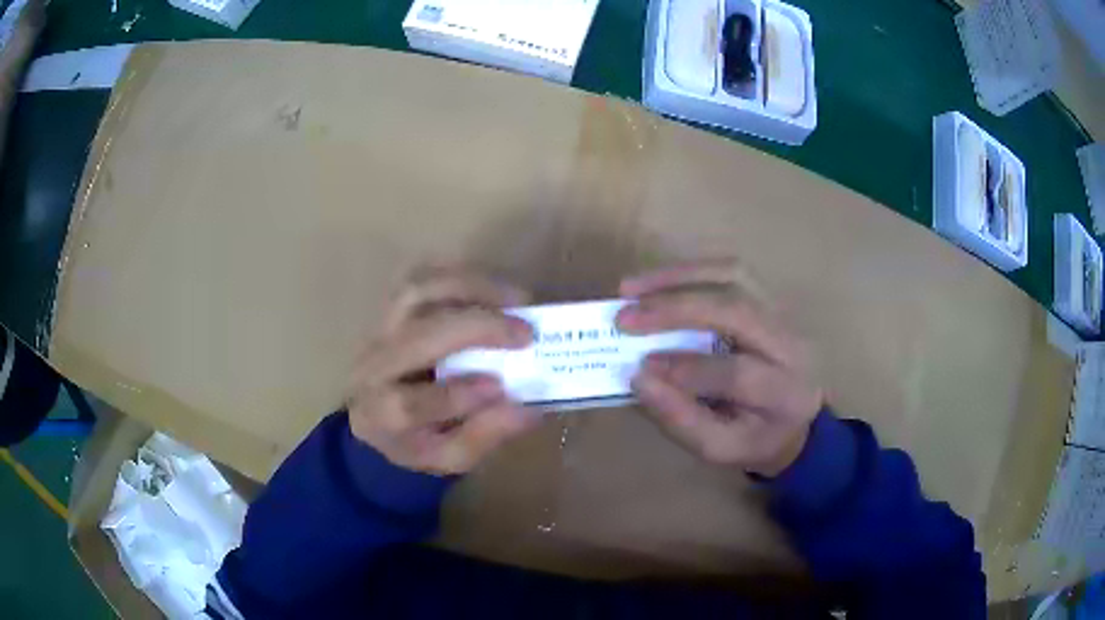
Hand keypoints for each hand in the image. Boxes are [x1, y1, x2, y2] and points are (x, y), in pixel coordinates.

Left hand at [347, 266, 537, 474]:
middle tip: (527, 332)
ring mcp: (379, 329)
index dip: (455, 396)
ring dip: (471, 289)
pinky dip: (460, 276)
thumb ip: (484, 436)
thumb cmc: (416, 439)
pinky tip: (494, 289)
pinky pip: (422, 276)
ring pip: (416, 292)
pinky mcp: (391, 306)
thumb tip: (528, 408)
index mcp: (379, 415)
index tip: (500, 388)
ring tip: (516, 300)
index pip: (408, 404)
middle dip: (476, 328)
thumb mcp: (448, 456)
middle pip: (416, 336)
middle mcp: (372, 366)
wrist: (378, 413)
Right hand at [616, 260, 823, 476]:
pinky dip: (688, 271)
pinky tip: (656, 282)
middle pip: (737, 309)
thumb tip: (638, 379)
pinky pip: (728, 269)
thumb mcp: (720, 447)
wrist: (795, 416)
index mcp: (784, 391)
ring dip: (677, 278)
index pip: (738, 373)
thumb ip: (681, 419)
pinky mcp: (767, 295)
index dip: (689, 369)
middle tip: (625, 317)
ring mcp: (781, 311)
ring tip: (632, 290)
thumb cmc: (754, 436)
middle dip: (676, 309)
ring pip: (733, 276)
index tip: (640, 369)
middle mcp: (790, 342)